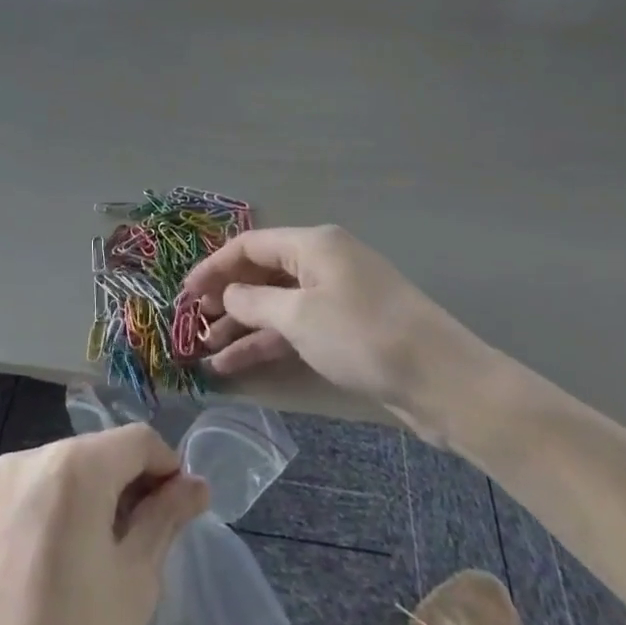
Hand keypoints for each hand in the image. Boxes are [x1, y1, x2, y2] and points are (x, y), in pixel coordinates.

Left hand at [0, 426, 208, 624]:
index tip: (178, 509)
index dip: (167, 468)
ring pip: (56, 473)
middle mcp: (25, 460)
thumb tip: (196, 485)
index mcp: (72, 467)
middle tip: (141, 538)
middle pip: (93, 454)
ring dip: (85, 498)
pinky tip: (48, 569)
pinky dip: (46, 514)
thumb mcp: (136, 582)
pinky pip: (21, 498)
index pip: (136, 441)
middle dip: (125, 483)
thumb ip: (165, 518)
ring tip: (93, 557)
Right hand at [183, 225, 494, 417]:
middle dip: (226, 298)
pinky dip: (268, 342)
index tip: (184, 293)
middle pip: (262, 273)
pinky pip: (297, 326)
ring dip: (242, 326)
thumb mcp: (299, 317)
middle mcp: (323, 261)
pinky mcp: (347, 327)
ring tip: (206, 353)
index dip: (213, 266)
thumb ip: (254, 302)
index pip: (250, 245)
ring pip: (277, 304)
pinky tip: (237, 365)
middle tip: (194, 324)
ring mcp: (337, 295)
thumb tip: (227, 294)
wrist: (441, 380)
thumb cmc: (362, 336)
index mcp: (313, 244)